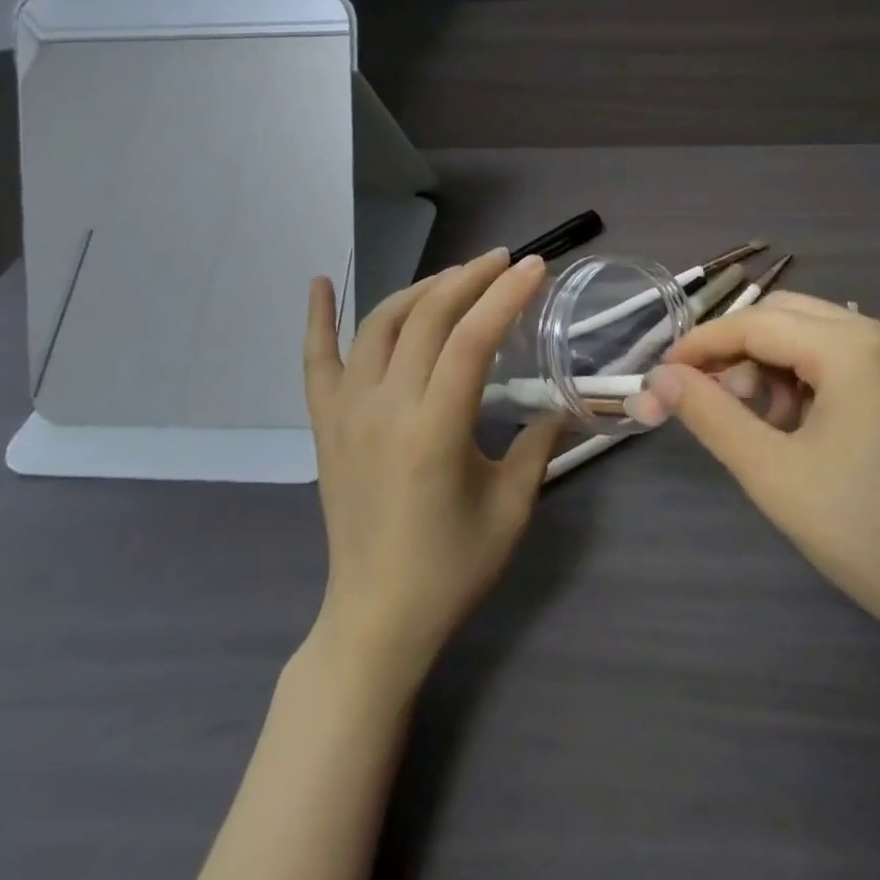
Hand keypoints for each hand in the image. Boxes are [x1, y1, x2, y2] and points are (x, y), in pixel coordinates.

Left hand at [302, 249, 557, 684]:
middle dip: (469, 278)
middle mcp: (384, 409)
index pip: (471, 340)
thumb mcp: (512, 508)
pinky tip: (321, 281)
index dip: (505, 296)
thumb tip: (562, 402)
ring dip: (420, 289)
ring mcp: (347, 413)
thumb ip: (539, 445)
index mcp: (434, 432)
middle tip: (503, 261)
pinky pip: (316, 360)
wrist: (375, 619)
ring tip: (455, 276)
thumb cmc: (450, 569)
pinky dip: (317, 318)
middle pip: (427, 318)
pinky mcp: (325, 425)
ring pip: (379, 324)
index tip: (534, 267)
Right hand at [627, 293, 879, 675]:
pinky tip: (801, 427)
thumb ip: (709, 414)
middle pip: (787, 317)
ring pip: (815, 335)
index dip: (702, 345)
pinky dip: (809, 379)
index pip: (758, 323)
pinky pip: (846, 357)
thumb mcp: (772, 472)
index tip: (662, 375)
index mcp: (857, 348)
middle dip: (739, 353)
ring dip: (774, 367)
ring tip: (761, 426)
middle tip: (712, 402)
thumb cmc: (866, 533)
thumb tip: (660, 378)